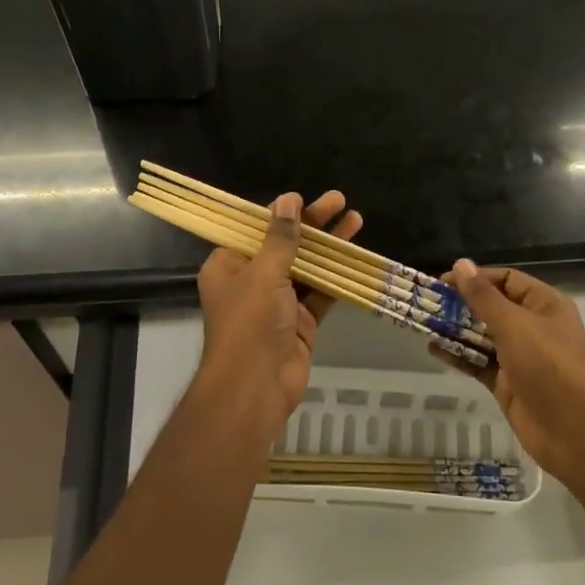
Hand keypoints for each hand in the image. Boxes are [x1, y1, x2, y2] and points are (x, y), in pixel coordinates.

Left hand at [194, 189, 363, 426]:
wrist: (256, 386)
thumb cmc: (251, 322)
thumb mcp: (264, 273)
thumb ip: (281, 237)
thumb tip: (288, 200)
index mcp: (228, 266)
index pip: (255, 230)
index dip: (281, 213)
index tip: (304, 198)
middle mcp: (250, 282)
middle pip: (285, 245)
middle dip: (312, 224)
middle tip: (340, 200)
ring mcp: (277, 304)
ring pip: (306, 267)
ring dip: (329, 247)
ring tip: (356, 220)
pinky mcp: (300, 322)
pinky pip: (319, 293)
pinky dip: (336, 277)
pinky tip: (355, 258)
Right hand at [431, 261, 584, 494]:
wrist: (574, 431)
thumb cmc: (549, 366)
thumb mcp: (514, 325)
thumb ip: (483, 297)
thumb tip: (461, 263)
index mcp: (544, 305)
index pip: (506, 280)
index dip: (476, 278)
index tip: (443, 282)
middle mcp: (533, 327)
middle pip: (492, 308)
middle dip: (461, 304)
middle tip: (427, 303)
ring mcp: (520, 357)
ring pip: (482, 336)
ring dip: (455, 329)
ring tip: (424, 323)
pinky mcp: (507, 383)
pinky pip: (478, 363)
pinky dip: (458, 355)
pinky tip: (433, 349)